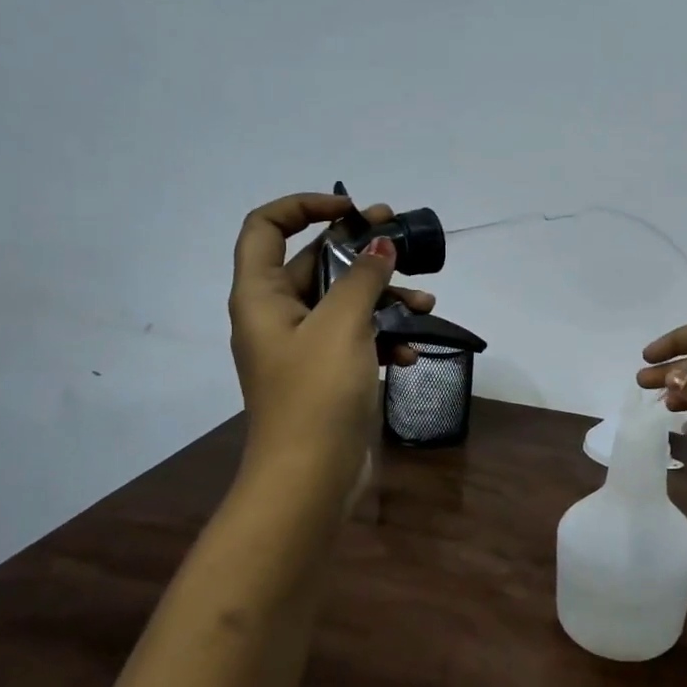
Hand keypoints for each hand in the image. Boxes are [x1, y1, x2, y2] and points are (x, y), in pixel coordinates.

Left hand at [228, 192, 434, 492]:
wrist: (310, 480)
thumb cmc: (316, 393)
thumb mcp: (342, 325)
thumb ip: (362, 276)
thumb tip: (381, 245)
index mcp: (261, 295)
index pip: (266, 226)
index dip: (304, 205)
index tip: (352, 210)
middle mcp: (277, 314)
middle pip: (315, 261)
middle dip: (360, 249)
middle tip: (400, 238)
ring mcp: (303, 345)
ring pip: (343, 301)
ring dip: (383, 297)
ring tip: (425, 303)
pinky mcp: (327, 372)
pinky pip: (355, 337)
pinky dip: (383, 337)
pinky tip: (410, 351)